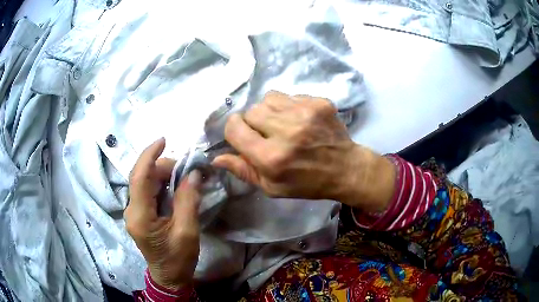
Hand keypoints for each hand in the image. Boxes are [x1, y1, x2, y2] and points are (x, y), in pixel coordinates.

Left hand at [125, 138, 200, 289]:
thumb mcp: (187, 232)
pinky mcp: (139, 213)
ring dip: (162, 175)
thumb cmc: (178, 259)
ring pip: (144, 182)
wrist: (169, 276)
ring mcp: (133, 212)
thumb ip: (188, 201)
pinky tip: (174, 186)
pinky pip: (147, 191)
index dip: (149, 156)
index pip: (139, 178)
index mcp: (140, 217)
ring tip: (183, 177)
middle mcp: (131, 210)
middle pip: (142, 177)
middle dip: (162, 167)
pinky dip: (161, 184)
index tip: (163, 140)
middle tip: (186, 170)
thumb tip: (193, 174)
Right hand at [212, 91, 395, 211]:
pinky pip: (289, 95)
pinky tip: (299, 120)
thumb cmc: (306, 183)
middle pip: (251, 111)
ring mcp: (304, 113)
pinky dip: (288, 106)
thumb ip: (242, 170)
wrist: (345, 169)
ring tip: (283, 124)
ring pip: (268, 99)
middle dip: (253, 122)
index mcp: (270, 157)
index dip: (234, 130)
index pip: (234, 128)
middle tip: (267, 134)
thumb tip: (216, 157)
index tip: (242, 135)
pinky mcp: (318, 102)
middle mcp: (286, 131)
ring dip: (269, 111)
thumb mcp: (271, 187)